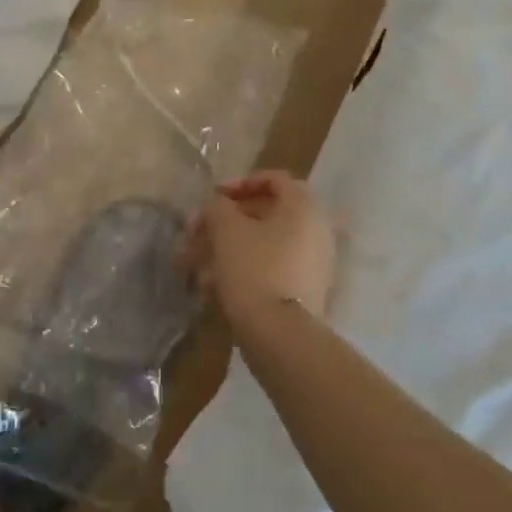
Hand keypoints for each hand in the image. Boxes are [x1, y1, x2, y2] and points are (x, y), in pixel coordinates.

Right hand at [182, 170, 336, 327]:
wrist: (281, 333)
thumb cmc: (254, 269)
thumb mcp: (227, 229)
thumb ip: (218, 207)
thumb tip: (218, 206)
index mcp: (303, 207)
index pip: (273, 179)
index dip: (240, 182)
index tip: (214, 196)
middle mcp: (315, 229)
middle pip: (266, 213)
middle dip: (226, 222)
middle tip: (198, 233)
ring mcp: (313, 261)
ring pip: (263, 244)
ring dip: (228, 248)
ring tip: (196, 265)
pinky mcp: (304, 288)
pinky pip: (270, 267)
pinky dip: (243, 269)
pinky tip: (212, 287)